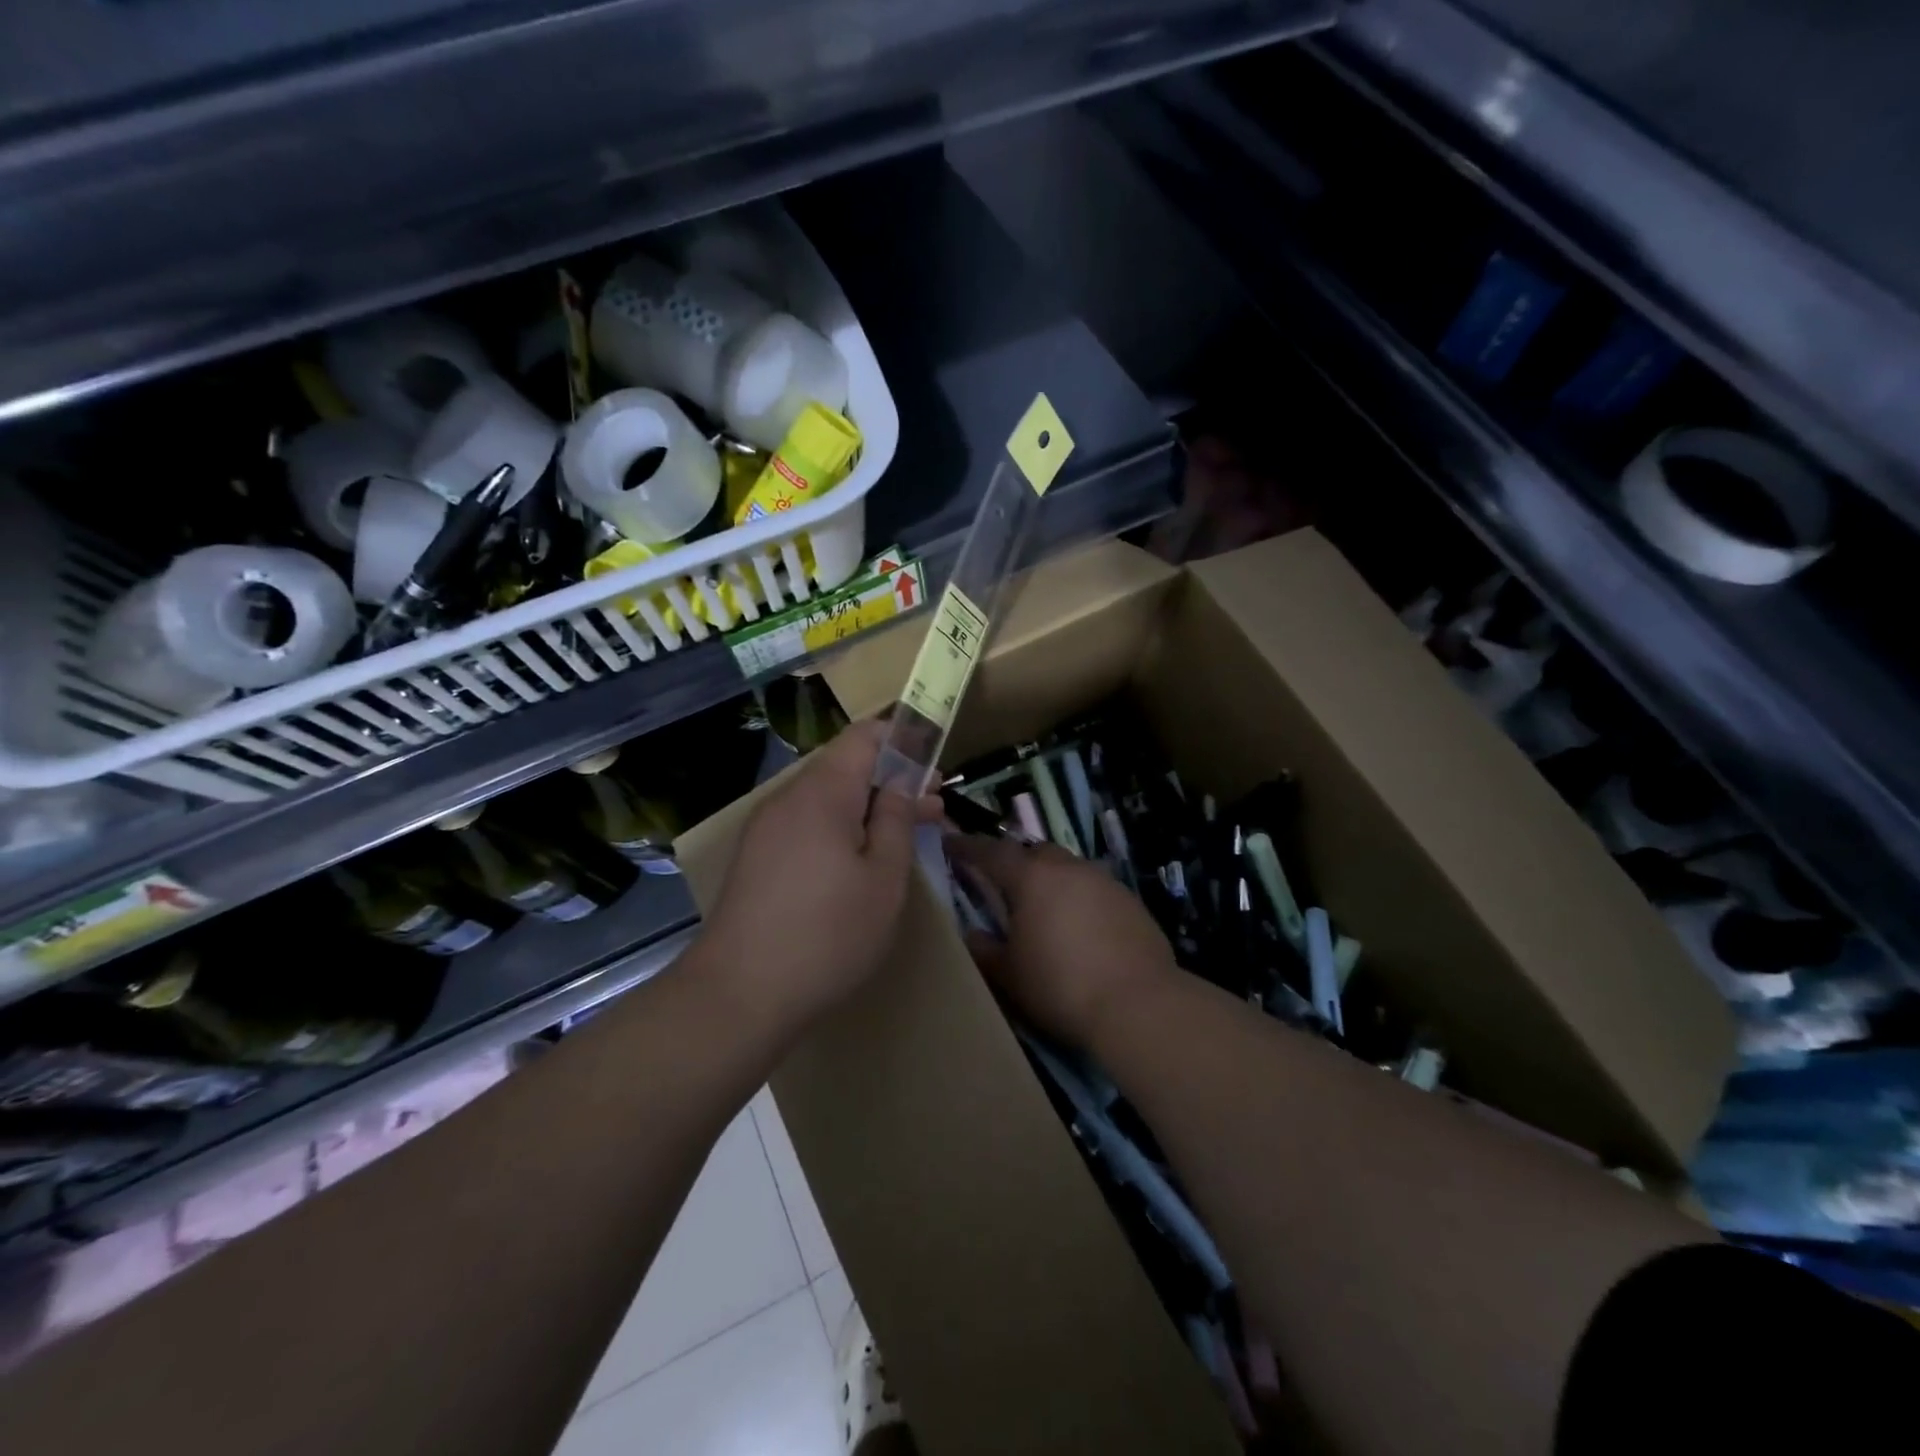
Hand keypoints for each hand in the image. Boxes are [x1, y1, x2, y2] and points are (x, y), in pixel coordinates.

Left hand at [701, 718, 937, 1034]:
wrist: (738, 994)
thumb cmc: (828, 934)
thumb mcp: (883, 878)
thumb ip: (896, 820)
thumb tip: (903, 782)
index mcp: (823, 792)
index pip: (865, 736)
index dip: (903, 740)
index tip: (935, 765)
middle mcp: (789, 798)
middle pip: (845, 767)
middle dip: (892, 781)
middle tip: (933, 810)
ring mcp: (767, 828)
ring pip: (827, 799)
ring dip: (868, 808)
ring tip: (904, 838)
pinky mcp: (756, 857)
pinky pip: (807, 825)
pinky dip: (840, 830)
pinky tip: (860, 863)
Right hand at [946, 836, 1181, 1049]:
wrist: (1137, 1003)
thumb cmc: (1060, 986)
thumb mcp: (1009, 975)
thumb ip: (985, 950)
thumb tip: (974, 935)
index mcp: (1031, 877)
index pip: (991, 852)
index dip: (968, 847)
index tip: (951, 843)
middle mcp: (1068, 868)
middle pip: (1035, 853)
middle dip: (1017, 862)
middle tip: (1004, 884)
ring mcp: (1104, 881)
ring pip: (1069, 869)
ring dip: (1052, 882)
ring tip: (1044, 910)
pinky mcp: (1131, 901)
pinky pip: (1095, 890)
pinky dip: (1081, 900)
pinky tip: (1082, 929)